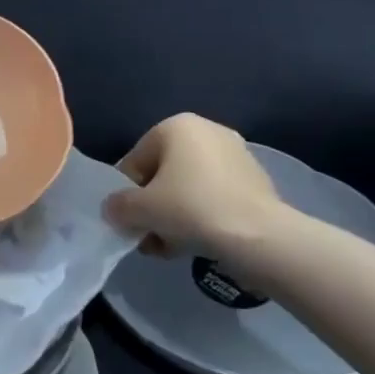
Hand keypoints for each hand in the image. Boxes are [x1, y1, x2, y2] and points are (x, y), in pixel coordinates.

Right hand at [103, 114, 289, 266]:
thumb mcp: (141, 209)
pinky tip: (197, 244)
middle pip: (163, 174)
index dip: (127, 195)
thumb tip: (113, 209)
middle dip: (153, 207)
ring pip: (189, 187)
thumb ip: (118, 206)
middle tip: (149, 237)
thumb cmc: (192, 209)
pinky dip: (202, 216)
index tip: (130, 222)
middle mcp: (207, 131)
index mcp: (176, 126)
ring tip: (170, 247)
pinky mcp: (255, 181)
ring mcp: (235, 155)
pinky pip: (214, 197)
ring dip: (174, 216)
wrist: (261, 237)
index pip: (135, 161)